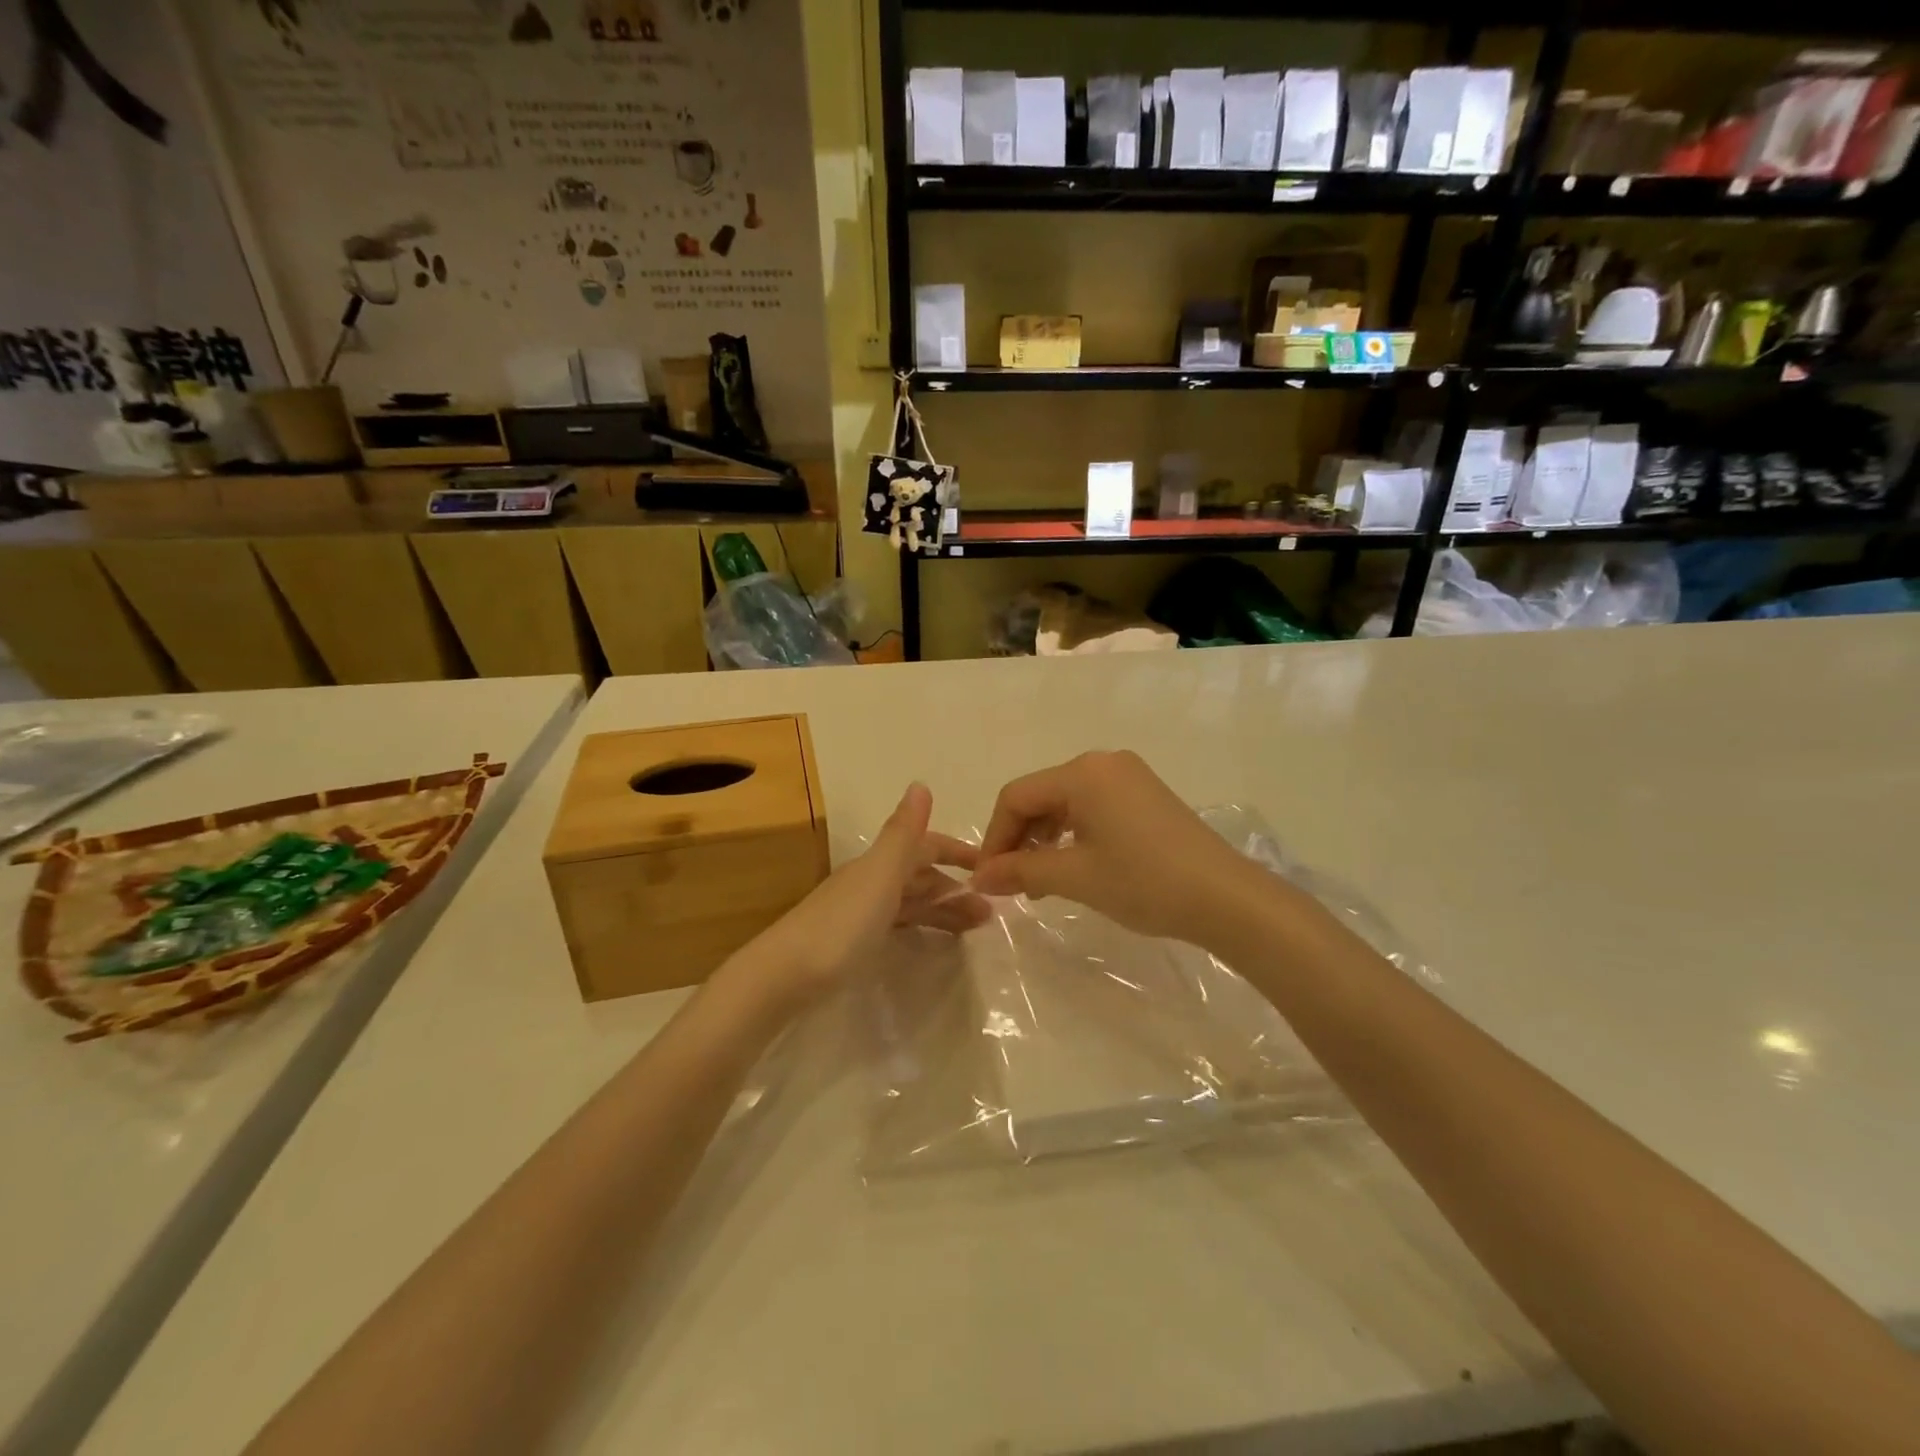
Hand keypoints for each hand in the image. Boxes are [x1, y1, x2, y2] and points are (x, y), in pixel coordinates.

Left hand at [724, 783, 987, 1014]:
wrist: (782, 978)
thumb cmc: (840, 927)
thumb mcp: (879, 877)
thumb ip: (902, 835)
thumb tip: (920, 783)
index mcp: (878, 865)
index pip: (924, 846)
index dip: (956, 852)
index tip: (990, 866)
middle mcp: (869, 882)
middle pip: (920, 876)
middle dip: (955, 887)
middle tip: (991, 910)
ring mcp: (859, 913)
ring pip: (911, 902)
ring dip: (942, 909)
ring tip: (976, 928)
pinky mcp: (851, 943)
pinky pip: (898, 925)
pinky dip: (920, 926)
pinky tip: (930, 940)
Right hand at [971, 750, 1260, 944]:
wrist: (1225, 898)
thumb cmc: (1143, 882)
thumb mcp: (1075, 877)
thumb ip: (1021, 871)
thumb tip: (978, 877)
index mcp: (1082, 772)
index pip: (1017, 796)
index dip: (995, 837)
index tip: (988, 878)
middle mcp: (1103, 763)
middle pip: (1041, 795)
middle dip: (1020, 839)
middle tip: (1014, 884)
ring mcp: (1128, 777)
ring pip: (1066, 802)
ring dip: (1045, 839)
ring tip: (1041, 883)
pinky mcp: (1146, 795)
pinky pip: (1093, 807)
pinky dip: (1073, 834)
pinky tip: (1073, 866)